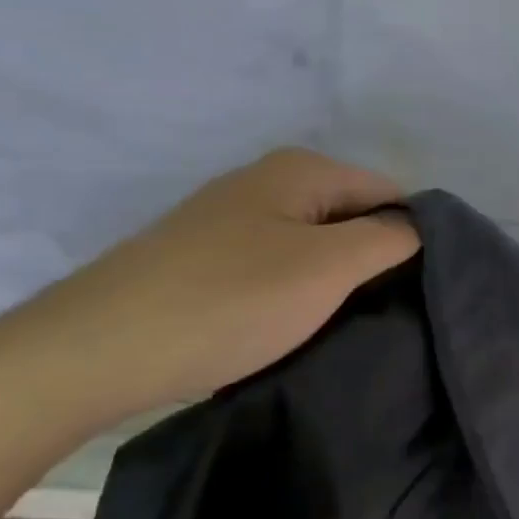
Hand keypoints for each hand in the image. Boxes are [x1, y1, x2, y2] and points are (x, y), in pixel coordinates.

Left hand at [9, 149, 417, 424]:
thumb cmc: (228, 300)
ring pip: (313, 242)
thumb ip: (388, 239)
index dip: (413, 236)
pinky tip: (292, 324)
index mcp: (302, 168)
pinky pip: (276, 263)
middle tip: (386, 312)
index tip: (423, 290)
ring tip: (344, 324)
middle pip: (350, 214)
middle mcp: (267, 180)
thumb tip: (419, 226)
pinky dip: (294, 290)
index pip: (389, 191)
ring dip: (333, 279)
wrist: (95, 349)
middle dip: (373, 259)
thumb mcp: (327, 268)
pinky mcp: (205, 256)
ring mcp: (231, 217)